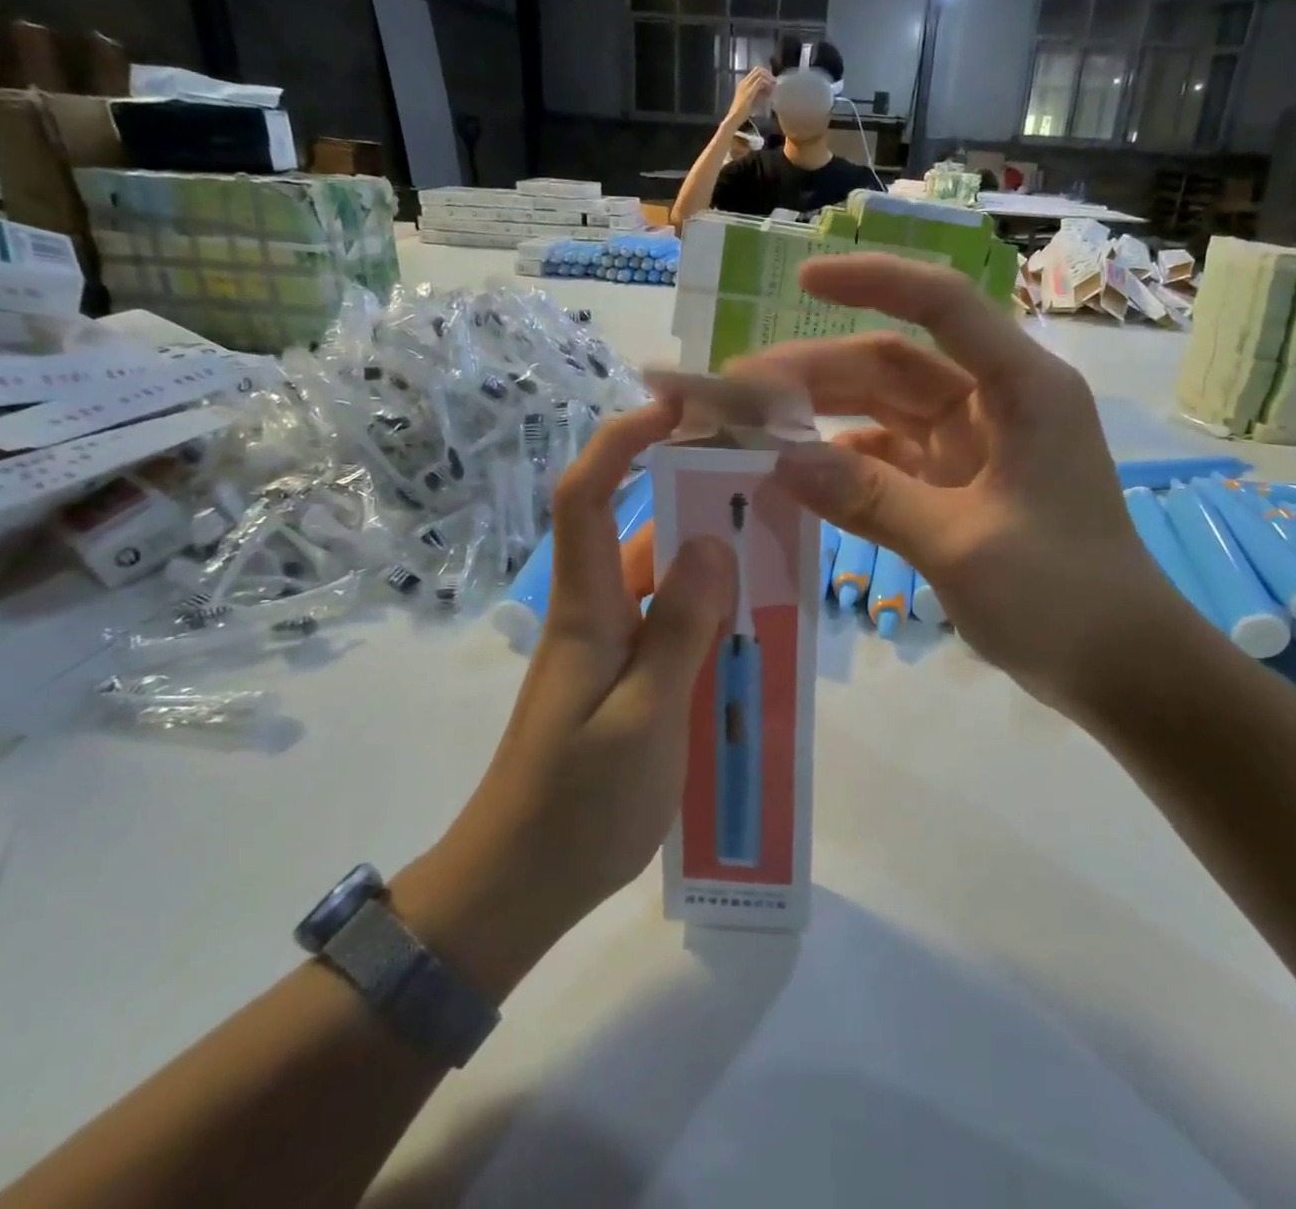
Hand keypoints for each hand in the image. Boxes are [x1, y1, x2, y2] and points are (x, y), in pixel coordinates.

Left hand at [393, 404, 732, 999]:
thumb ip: (680, 630)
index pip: (589, 497)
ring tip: (779, 554)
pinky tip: (753, 630)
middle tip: (768, 488)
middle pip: (639, 531)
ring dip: (711, 563)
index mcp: (587, 609)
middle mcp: (596, 614)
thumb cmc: (576, 806)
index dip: (622, 442)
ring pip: (663, 582)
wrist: (516, 886)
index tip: (674, 408)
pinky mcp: (622, 681)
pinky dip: (709, 615)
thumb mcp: (644, 719)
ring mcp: (608, 649)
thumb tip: (712, 543)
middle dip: (695, 498)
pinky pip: (670, 627)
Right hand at [724, 66, 774, 127]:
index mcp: (743, 82)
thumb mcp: (752, 99)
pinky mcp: (750, 90)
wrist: (734, 117)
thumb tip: (768, 89)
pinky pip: (761, 81)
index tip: (771, 81)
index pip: (756, 71)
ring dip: (768, 78)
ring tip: (773, 87)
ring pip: (760, 73)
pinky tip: (770, 91)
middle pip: (758, 69)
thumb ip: (758, 93)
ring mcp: (746, 85)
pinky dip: (767, 84)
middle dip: (768, 74)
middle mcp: (744, 81)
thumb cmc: (742, 112)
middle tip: (774, 82)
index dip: (765, 74)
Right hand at [730, 255, 1182, 716]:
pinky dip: (849, 467)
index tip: (803, 279)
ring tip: (756, 430)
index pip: (942, 306)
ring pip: (887, 413)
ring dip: (827, 418)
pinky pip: (892, 462)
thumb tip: (781, 463)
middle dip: (820, 372)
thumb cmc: (1062, 595)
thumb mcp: (959, 543)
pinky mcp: (960, 488)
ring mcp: (976, 448)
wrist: (1120, 665)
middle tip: (743, 391)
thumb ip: (870, 499)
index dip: (873, 281)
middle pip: (896, 366)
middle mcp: (997, 404)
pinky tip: (802, 479)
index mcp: (1022, 388)